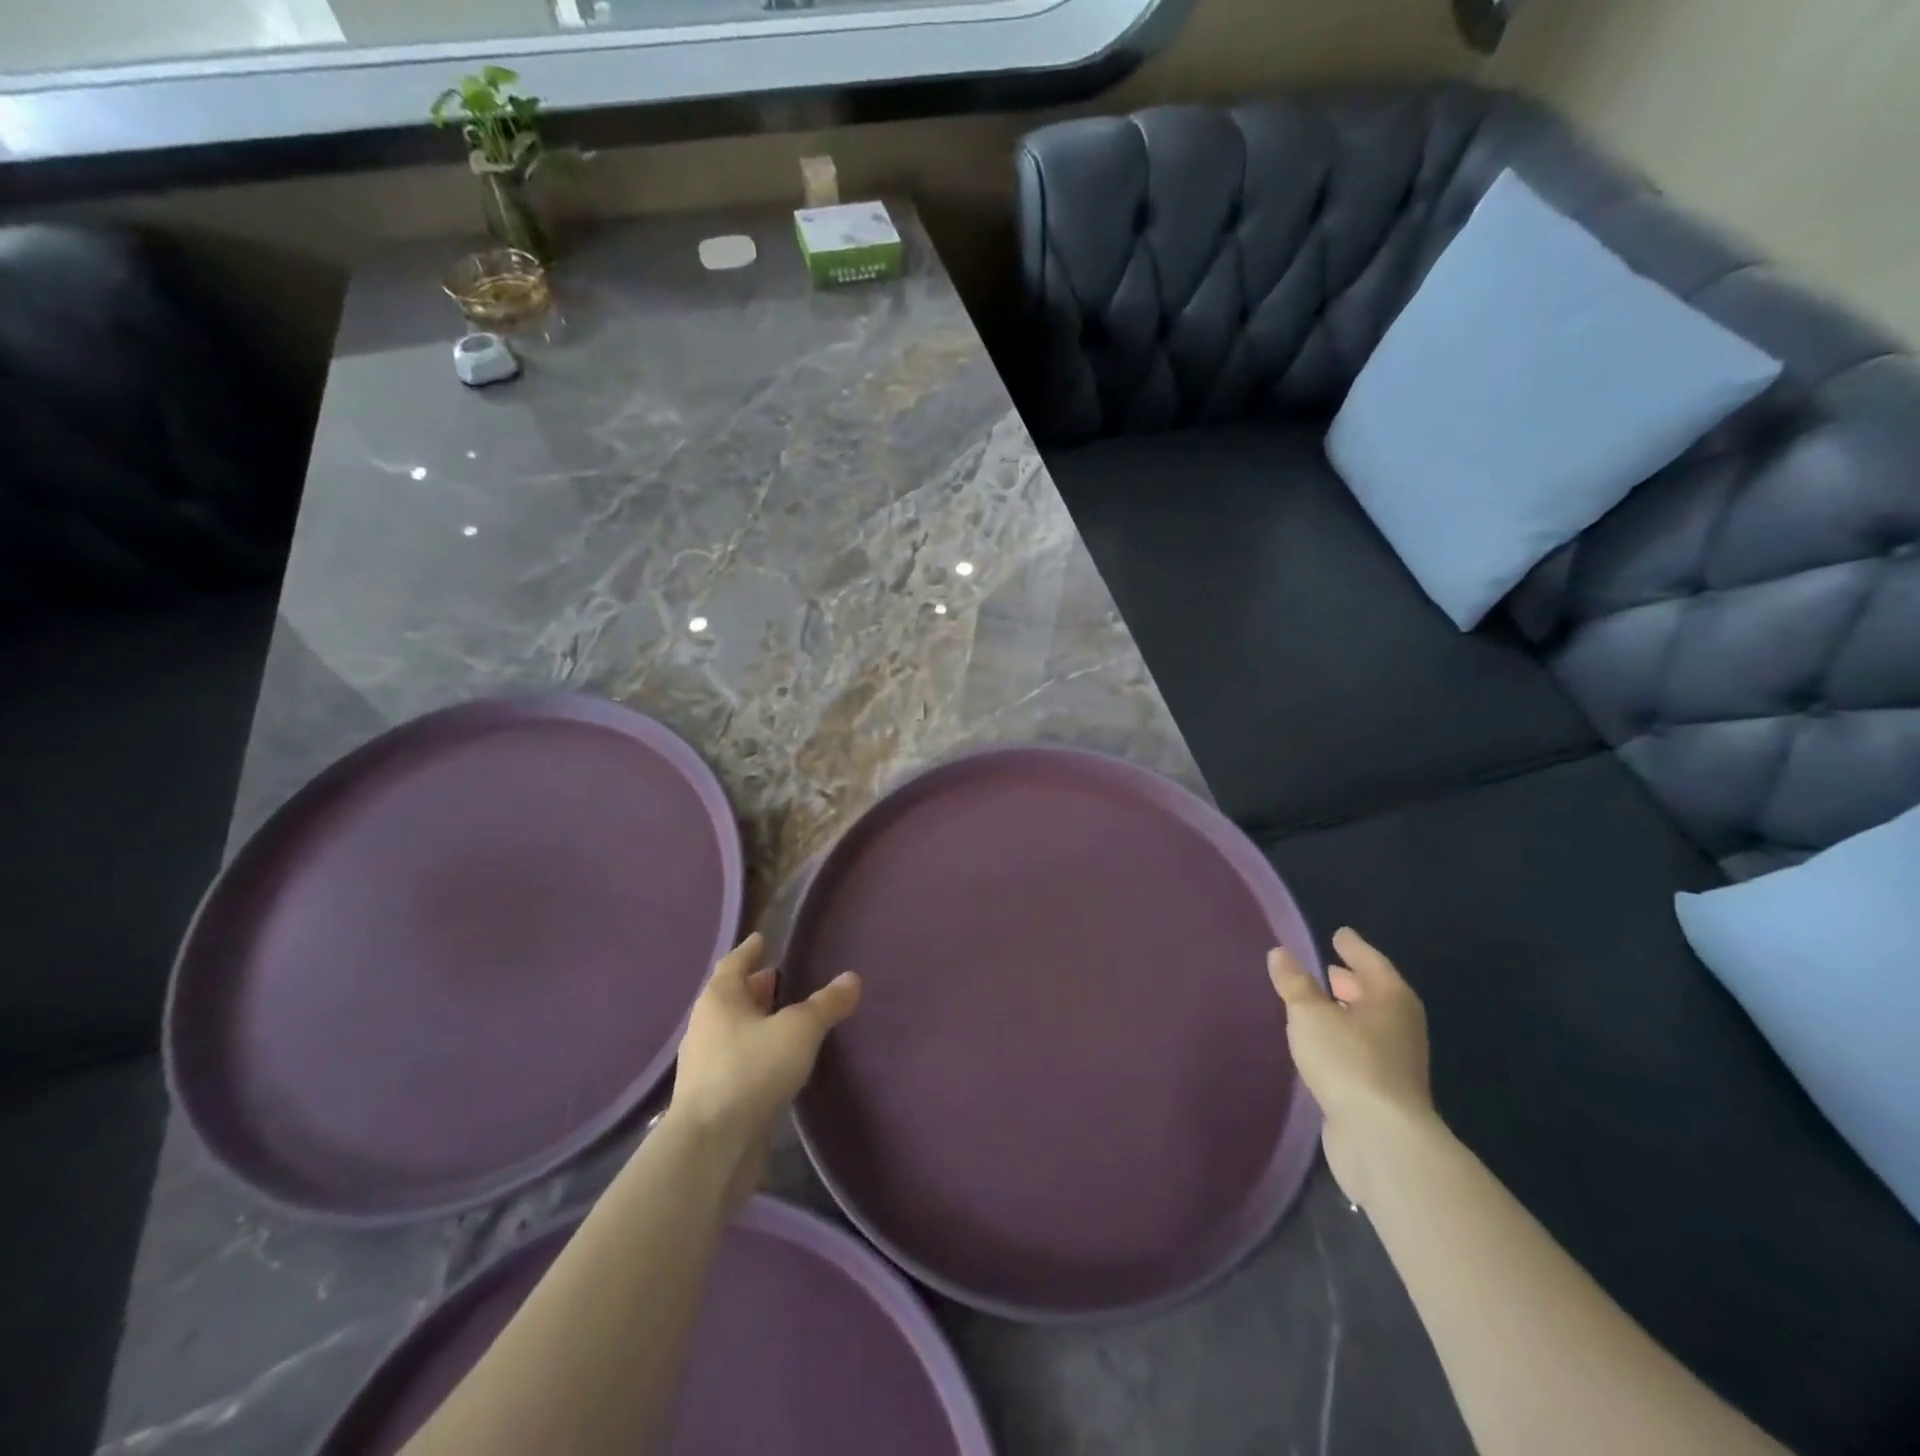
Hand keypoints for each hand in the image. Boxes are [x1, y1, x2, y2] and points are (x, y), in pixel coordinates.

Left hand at [664, 933, 860, 1206]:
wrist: (711, 1148)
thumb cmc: (751, 1071)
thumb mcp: (799, 1030)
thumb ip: (826, 1004)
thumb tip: (852, 978)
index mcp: (719, 999)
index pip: (734, 962)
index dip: (751, 950)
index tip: (763, 939)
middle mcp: (706, 1026)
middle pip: (733, 997)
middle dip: (757, 988)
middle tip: (783, 979)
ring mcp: (706, 1065)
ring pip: (735, 1031)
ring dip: (758, 1023)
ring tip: (788, 1019)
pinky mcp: (713, 1099)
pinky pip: (738, 1062)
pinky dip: (757, 1054)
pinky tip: (780, 1062)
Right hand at [1268, 927, 1433, 1208]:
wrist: (1381, 1138)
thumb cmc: (1349, 1062)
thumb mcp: (1311, 1015)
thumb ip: (1295, 984)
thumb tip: (1280, 953)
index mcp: (1390, 998)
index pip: (1370, 961)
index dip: (1353, 947)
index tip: (1339, 933)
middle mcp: (1400, 1025)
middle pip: (1375, 993)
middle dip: (1352, 980)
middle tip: (1328, 967)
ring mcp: (1395, 1061)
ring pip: (1368, 1024)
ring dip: (1346, 1012)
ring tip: (1319, 1003)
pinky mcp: (1383, 1090)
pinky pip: (1360, 1050)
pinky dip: (1343, 1039)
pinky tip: (1322, 1043)